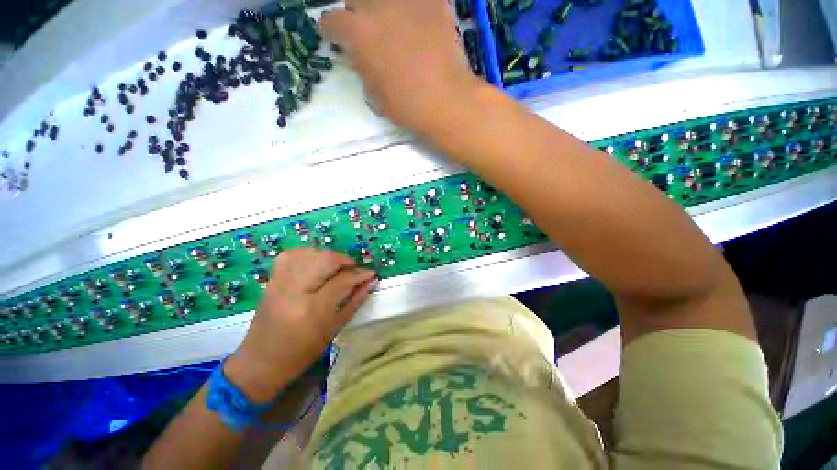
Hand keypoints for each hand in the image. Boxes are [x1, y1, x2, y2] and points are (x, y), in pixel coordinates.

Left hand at [224, 248, 375, 401]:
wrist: (261, 360)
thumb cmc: (302, 351)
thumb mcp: (334, 328)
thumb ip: (355, 301)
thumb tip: (371, 282)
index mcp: (313, 309)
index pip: (343, 280)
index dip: (360, 274)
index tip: (371, 273)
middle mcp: (295, 290)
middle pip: (325, 260)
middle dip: (345, 261)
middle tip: (354, 270)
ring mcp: (280, 282)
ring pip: (310, 253)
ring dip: (329, 256)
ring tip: (337, 267)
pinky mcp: (272, 279)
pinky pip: (291, 255)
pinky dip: (308, 254)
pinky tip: (316, 263)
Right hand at [320, 0, 483, 135]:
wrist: (446, 100)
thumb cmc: (407, 106)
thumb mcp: (375, 95)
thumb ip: (363, 69)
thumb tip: (361, 56)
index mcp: (358, 32)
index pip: (332, 21)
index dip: (332, 32)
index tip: (337, 40)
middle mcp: (378, 6)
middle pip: (357, 0)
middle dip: (358, 16)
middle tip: (369, 33)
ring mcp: (407, 0)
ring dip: (384, 10)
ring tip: (394, 27)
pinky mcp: (433, 1)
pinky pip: (417, 1)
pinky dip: (413, 10)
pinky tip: (419, 24)